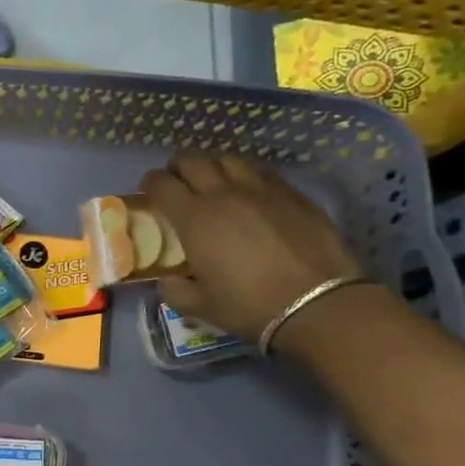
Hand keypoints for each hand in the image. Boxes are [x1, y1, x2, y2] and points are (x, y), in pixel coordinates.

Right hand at [141, 154, 360, 342]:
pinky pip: (260, 171)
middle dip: (178, 167)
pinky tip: (249, 192)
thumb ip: (174, 290)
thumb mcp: (199, 306)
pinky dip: (245, 175)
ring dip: (213, 166)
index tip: (149, 191)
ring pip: (228, 159)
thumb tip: (168, 279)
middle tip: (177, 182)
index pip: (161, 184)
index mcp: (194, 218)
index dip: (150, 183)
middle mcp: (223, 193)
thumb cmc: (248, 305)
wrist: (315, 302)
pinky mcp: (291, 192)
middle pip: (193, 160)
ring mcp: (261, 188)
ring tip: (213, 182)